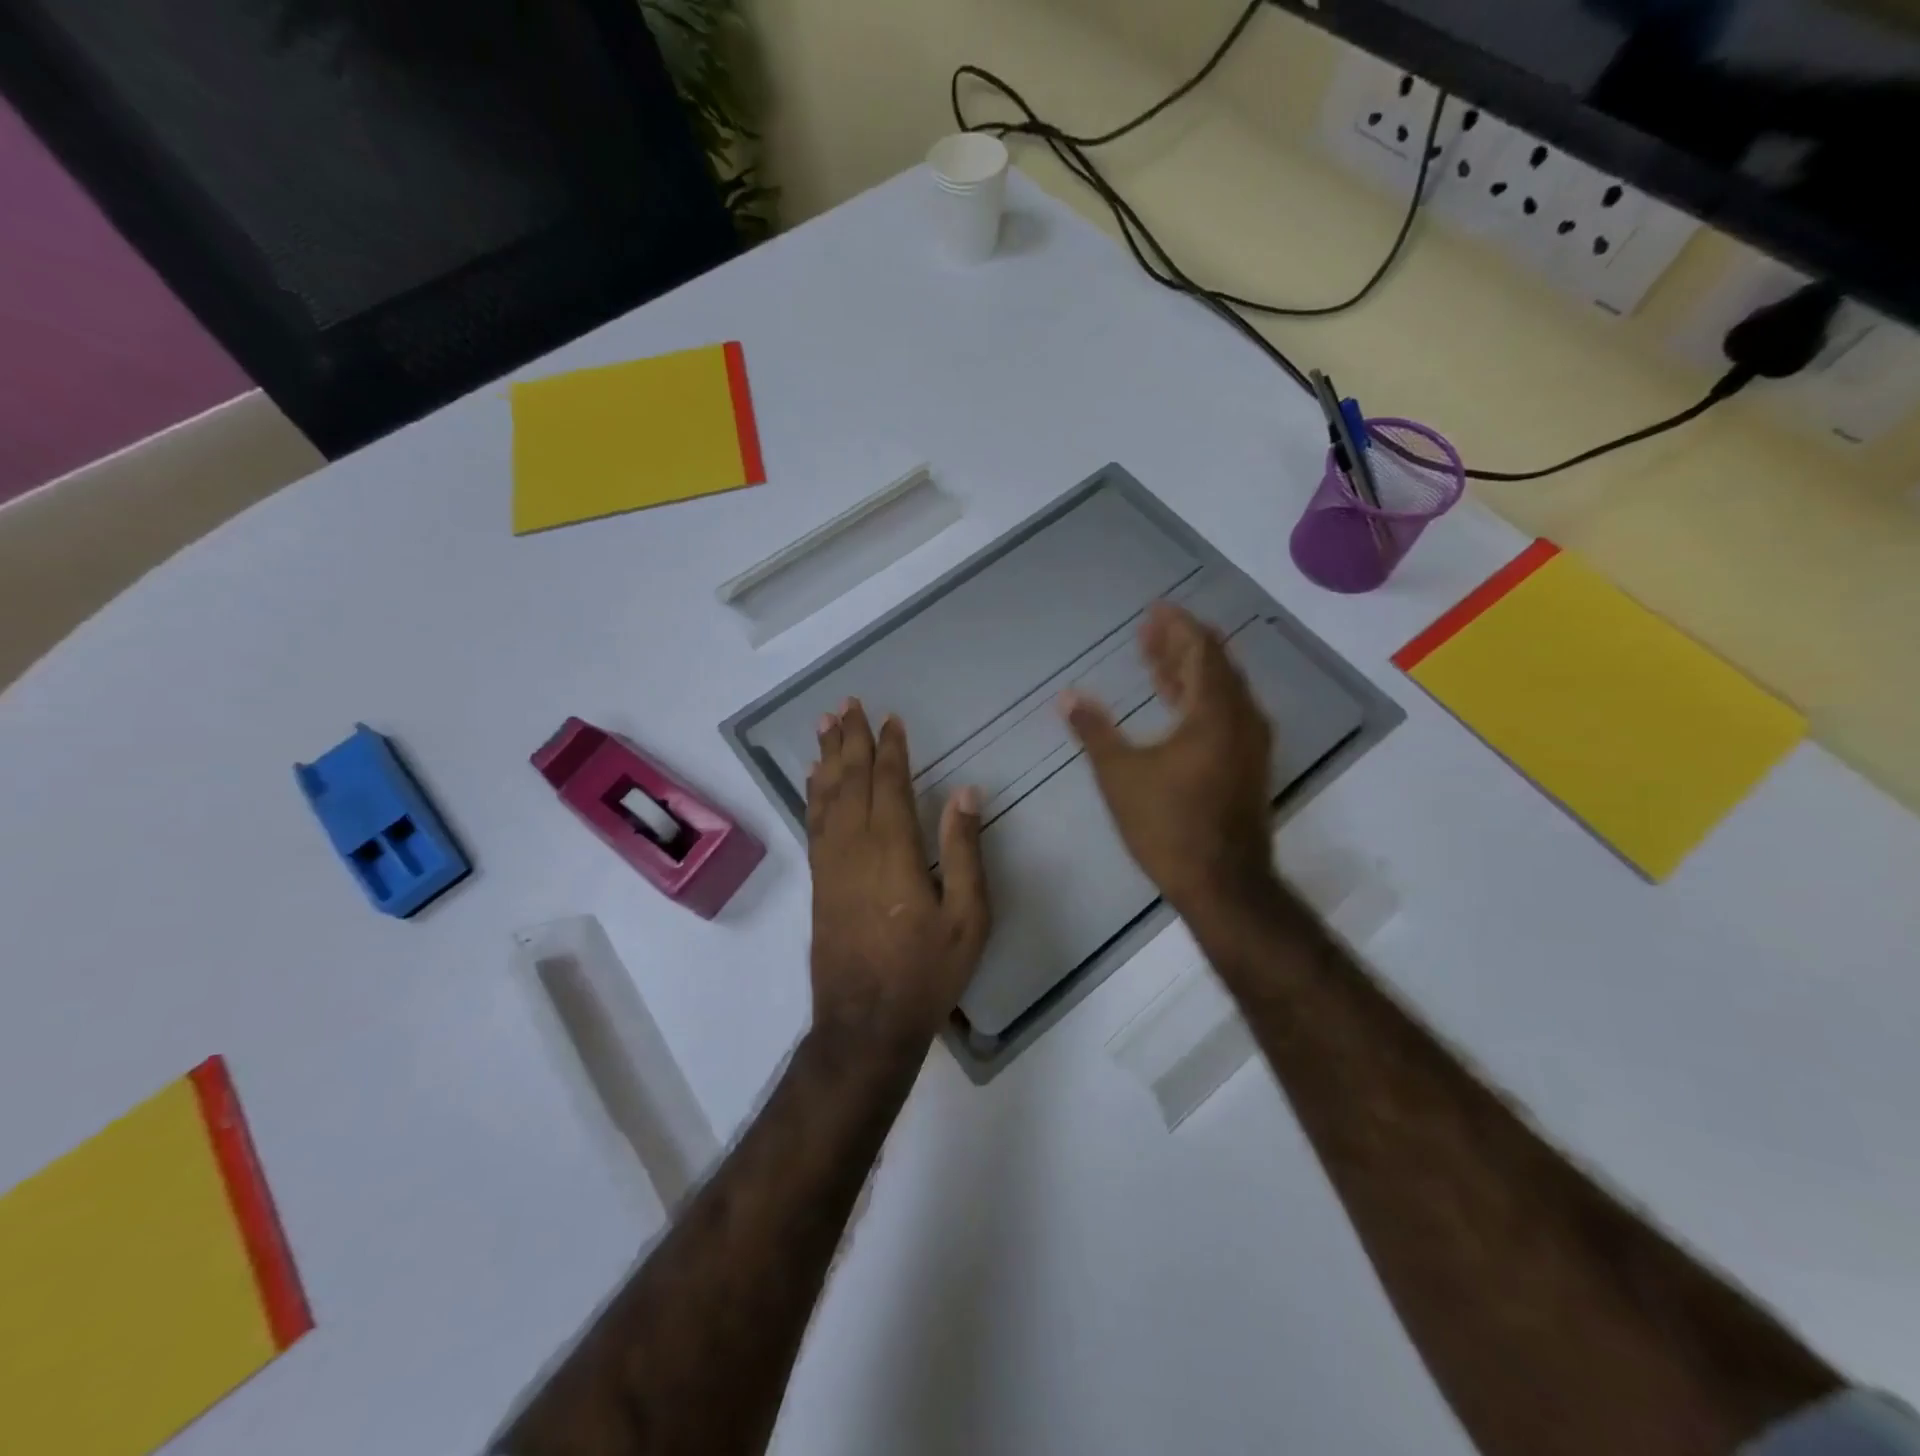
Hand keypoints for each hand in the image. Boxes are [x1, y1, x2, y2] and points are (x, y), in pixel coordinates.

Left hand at [807, 700, 990, 1047]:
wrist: (865, 1024)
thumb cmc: (925, 972)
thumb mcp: (967, 917)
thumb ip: (964, 851)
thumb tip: (965, 793)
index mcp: (894, 850)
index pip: (890, 783)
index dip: (890, 748)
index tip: (891, 719)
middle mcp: (855, 846)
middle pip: (851, 780)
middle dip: (850, 739)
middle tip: (848, 704)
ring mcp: (831, 864)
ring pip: (826, 797)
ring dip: (826, 758)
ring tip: (824, 725)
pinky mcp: (818, 882)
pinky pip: (813, 823)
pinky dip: (813, 794)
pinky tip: (813, 780)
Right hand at [1062, 602, 1278, 927]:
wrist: (1223, 884)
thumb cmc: (1168, 825)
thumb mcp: (1120, 775)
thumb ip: (1094, 731)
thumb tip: (1068, 697)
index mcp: (1215, 712)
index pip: (1200, 650)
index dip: (1177, 626)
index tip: (1154, 610)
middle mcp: (1242, 719)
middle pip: (1215, 665)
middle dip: (1181, 644)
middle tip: (1149, 630)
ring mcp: (1250, 745)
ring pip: (1221, 691)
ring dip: (1189, 672)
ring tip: (1155, 659)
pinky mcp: (1248, 766)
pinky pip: (1225, 714)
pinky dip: (1198, 700)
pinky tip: (1175, 706)